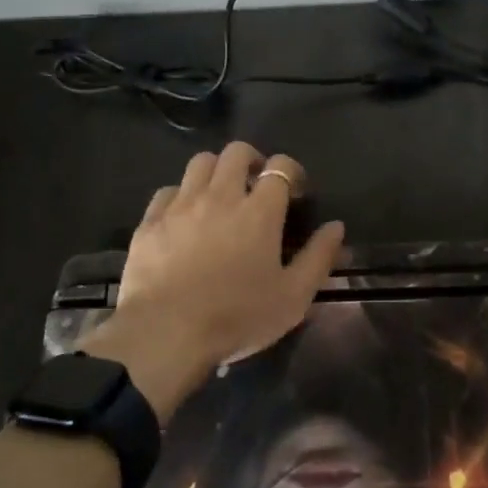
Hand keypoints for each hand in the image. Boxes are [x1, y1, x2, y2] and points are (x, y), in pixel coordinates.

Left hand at [81, 142, 344, 419]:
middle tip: (256, 185)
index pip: (280, 167)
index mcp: (259, 211)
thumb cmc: (237, 317)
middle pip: (236, 153)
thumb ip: (319, 257)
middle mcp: (220, 195)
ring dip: (215, 171)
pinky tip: (184, 217)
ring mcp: (181, 205)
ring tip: (219, 194)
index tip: (295, 192)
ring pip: (200, 162)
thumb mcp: (293, 298)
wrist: (165, 334)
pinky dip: (180, 196)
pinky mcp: (151, 221)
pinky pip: (167, 191)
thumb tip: (336, 227)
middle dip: (252, 160)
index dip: (291, 171)